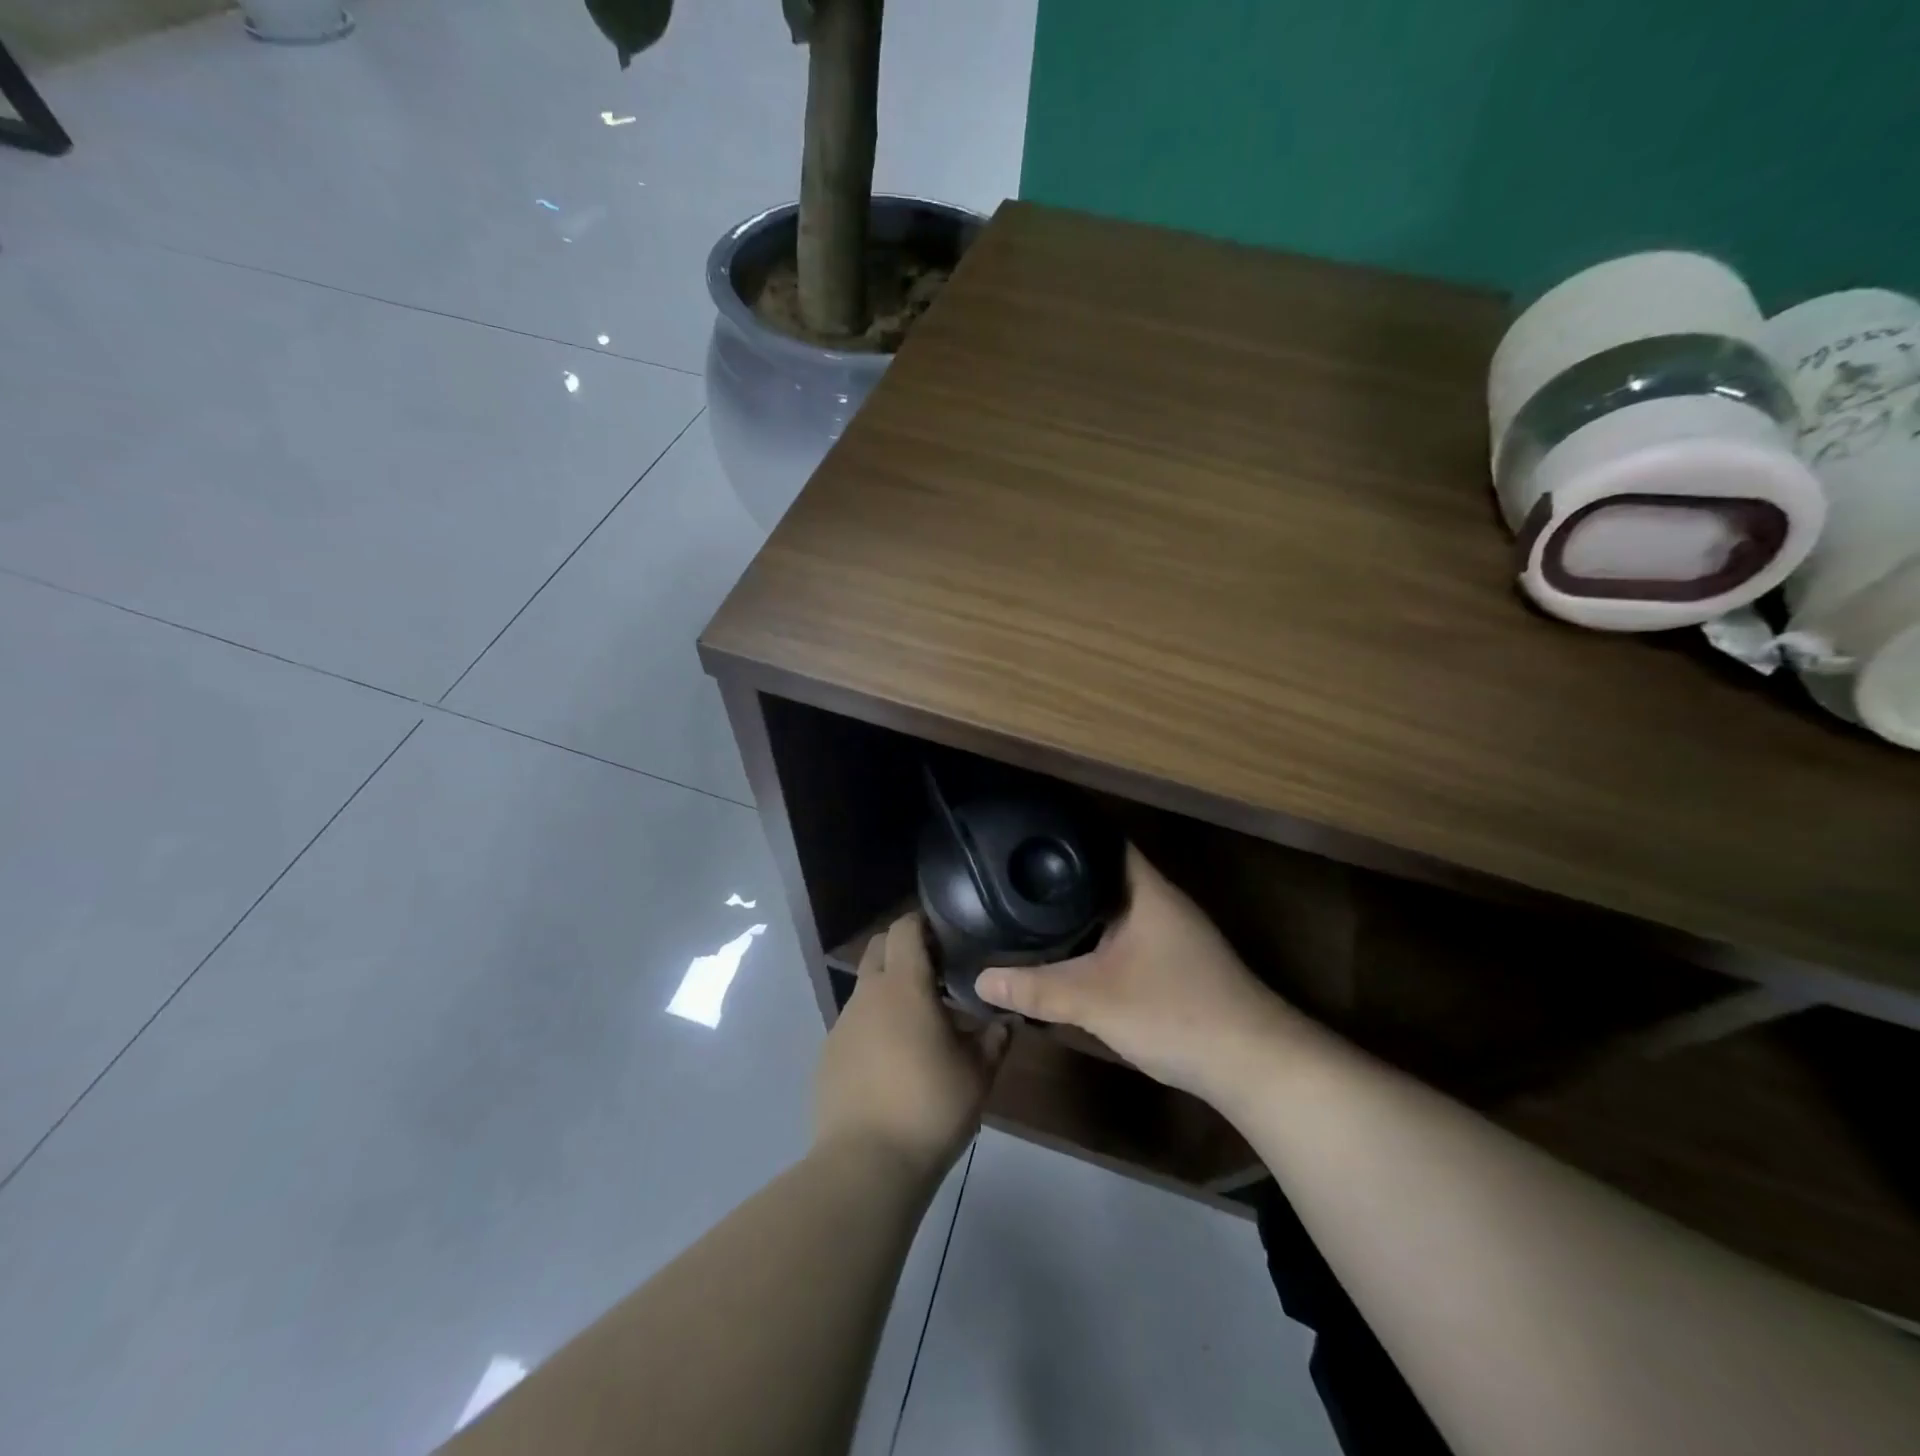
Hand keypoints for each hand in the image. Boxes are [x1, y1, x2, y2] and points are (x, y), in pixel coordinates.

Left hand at [815, 913, 1009, 1182]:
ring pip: (866, 987)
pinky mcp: (829, 1054)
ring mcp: (843, 1024)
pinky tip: (893, 1058)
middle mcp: (867, 995)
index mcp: (903, 986)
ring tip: (919, 1021)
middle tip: (936, 971)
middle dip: (903, 947)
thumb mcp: (977, 1074)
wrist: (866, 1164)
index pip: (904, 928)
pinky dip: (874, 1023)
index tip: (947, 933)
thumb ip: (994, 1039)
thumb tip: (1006, 1020)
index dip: (923, 922)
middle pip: (879, 947)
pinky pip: (855, 1022)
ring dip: (890, 989)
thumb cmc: (929, 1107)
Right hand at [976, 846, 1296, 1100]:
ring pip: (1118, 908)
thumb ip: (1036, 988)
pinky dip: (1098, 937)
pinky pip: (1127, 935)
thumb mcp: (1095, 1000)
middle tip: (1015, 874)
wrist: (1253, 1065)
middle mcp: (1162, 902)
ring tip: (1031, 906)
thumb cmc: (1175, 1011)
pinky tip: (1072, 951)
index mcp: (1147, 890)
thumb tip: (978, 980)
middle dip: (1064, 874)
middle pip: (1106, 874)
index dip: (1067, 832)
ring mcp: (1173, 934)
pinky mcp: (1177, 964)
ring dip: (1082, 909)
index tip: (1026, 834)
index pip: (1104, 840)